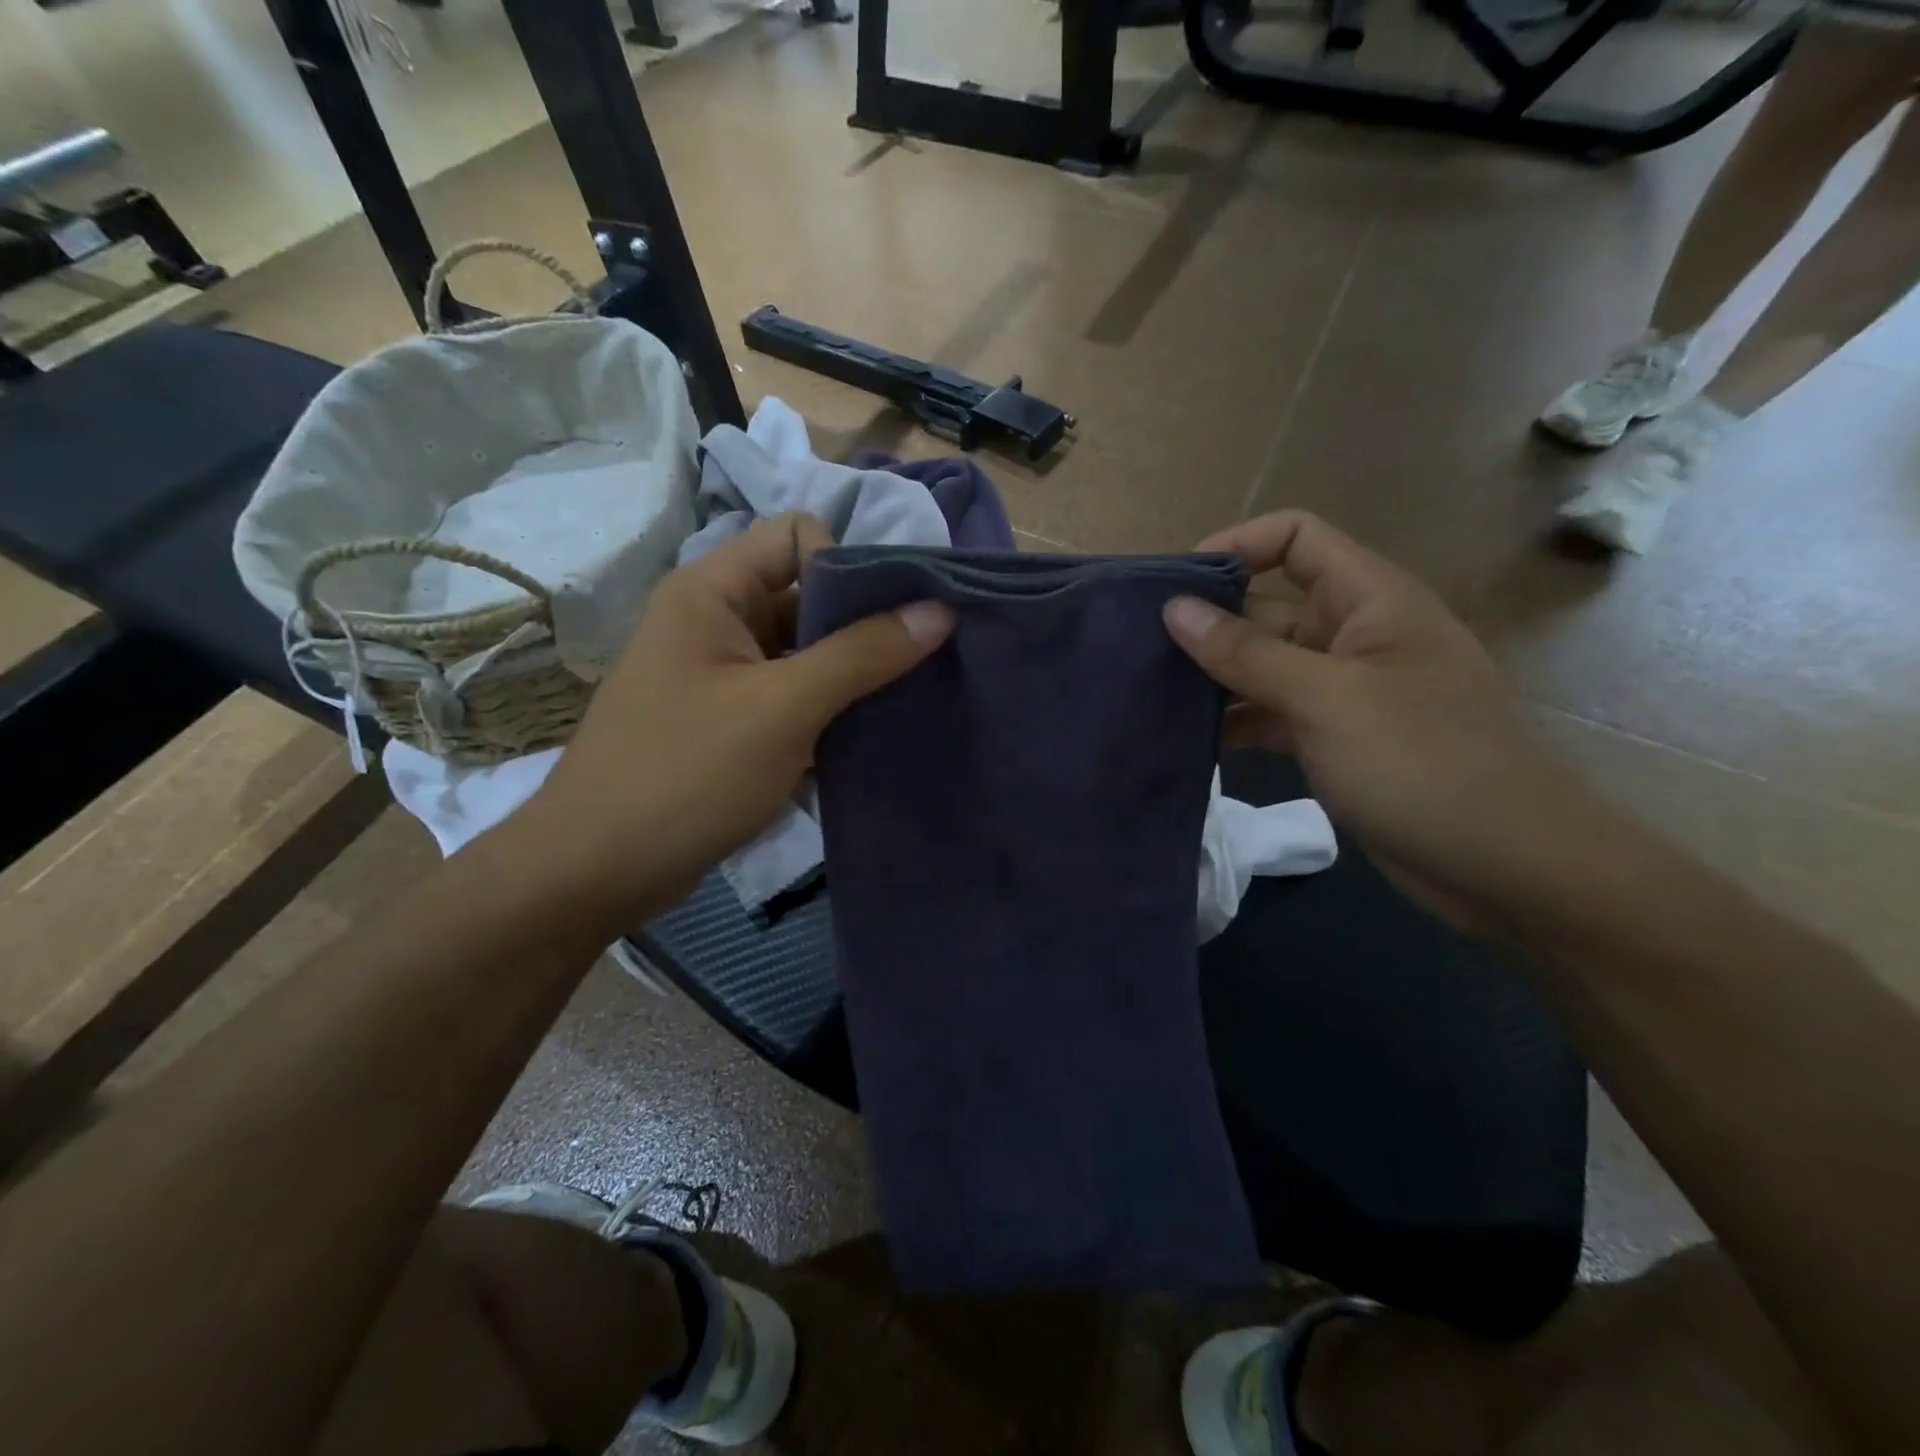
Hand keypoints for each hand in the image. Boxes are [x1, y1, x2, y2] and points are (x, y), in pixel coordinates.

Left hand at [517, 513, 952, 924]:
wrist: (596, 871)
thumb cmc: (686, 775)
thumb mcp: (783, 709)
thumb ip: (863, 654)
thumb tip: (940, 610)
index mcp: (713, 591)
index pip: (797, 536)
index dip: (848, 565)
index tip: (890, 621)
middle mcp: (716, 620)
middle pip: (807, 595)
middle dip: (863, 627)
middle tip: (919, 665)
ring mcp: (722, 674)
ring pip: (805, 652)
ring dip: (852, 675)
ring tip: (902, 704)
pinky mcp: (730, 720)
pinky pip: (792, 695)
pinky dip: (828, 711)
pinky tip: (866, 738)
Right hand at [1164, 510, 1605, 932]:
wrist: (1506, 867)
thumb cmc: (1424, 762)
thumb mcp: (1327, 699)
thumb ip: (1246, 653)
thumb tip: (1174, 609)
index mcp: (1368, 599)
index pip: (1294, 538)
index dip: (1235, 547)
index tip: (1175, 589)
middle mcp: (1352, 635)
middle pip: (1266, 606)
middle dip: (1207, 625)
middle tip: (1137, 652)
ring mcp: (1341, 691)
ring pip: (1261, 667)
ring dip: (1212, 679)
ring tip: (1146, 696)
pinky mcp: (1331, 740)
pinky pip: (1269, 715)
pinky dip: (1233, 723)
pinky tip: (1185, 740)